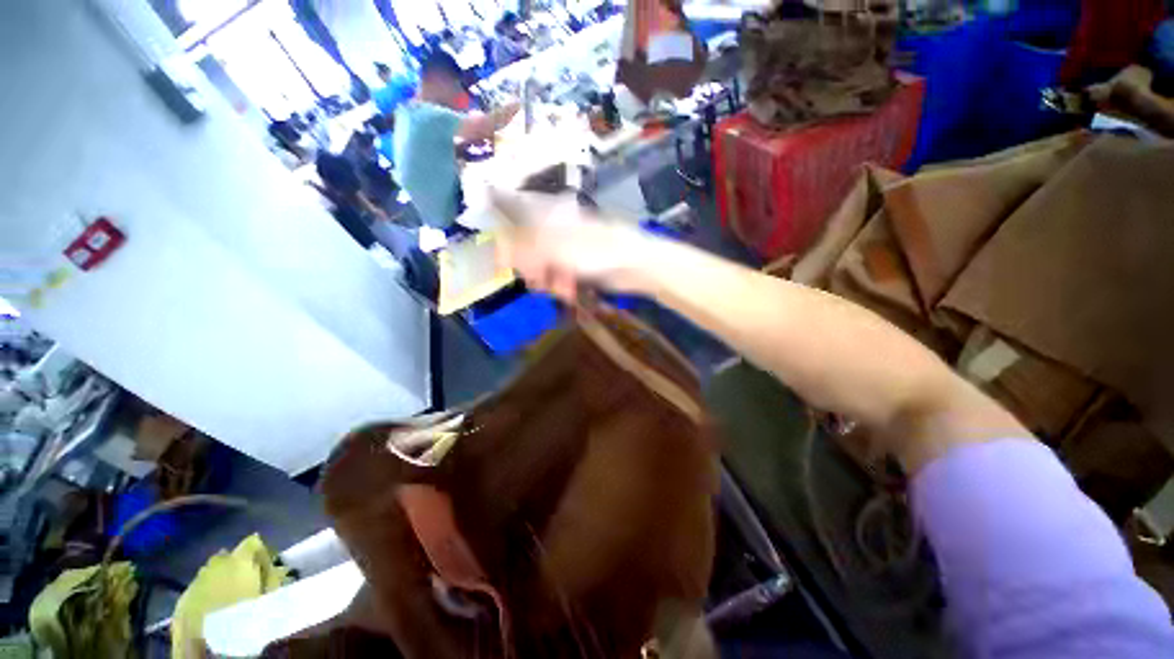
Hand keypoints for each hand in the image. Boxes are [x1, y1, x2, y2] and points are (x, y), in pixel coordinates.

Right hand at [491, 190, 657, 301]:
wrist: (636, 265)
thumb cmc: (596, 251)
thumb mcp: (555, 248)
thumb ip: (524, 250)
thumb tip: (499, 253)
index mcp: (550, 219)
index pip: (518, 224)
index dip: (508, 244)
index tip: (504, 265)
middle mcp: (556, 233)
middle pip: (529, 252)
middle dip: (532, 270)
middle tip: (539, 280)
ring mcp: (569, 252)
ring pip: (544, 269)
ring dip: (549, 282)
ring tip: (562, 288)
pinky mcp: (580, 269)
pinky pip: (561, 280)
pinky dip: (563, 287)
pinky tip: (571, 292)